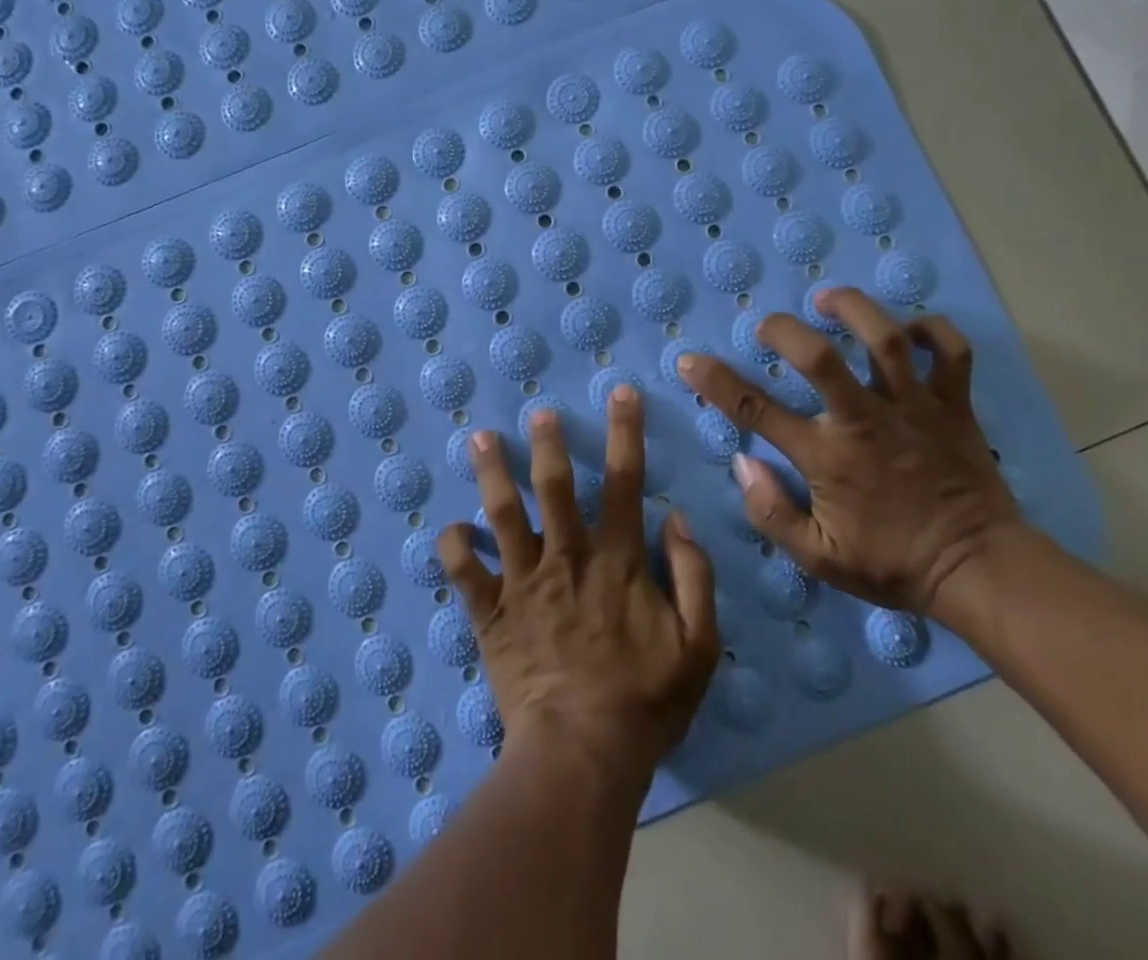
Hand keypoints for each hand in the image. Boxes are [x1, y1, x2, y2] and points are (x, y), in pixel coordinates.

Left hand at [437, 388, 720, 772]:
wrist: (581, 755)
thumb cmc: (644, 703)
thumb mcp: (698, 645)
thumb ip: (693, 576)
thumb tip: (675, 519)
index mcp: (616, 559)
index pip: (624, 481)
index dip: (625, 432)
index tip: (620, 393)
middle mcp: (566, 556)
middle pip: (553, 486)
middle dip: (548, 443)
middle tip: (539, 412)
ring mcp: (523, 582)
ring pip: (502, 513)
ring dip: (491, 473)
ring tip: (480, 438)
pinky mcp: (490, 613)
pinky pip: (464, 573)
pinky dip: (453, 546)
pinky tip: (449, 527)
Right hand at [676, 288, 1018, 614]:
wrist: (980, 571)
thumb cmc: (893, 564)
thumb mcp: (819, 559)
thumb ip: (771, 513)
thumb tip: (742, 461)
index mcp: (827, 457)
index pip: (757, 410)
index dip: (716, 382)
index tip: (690, 361)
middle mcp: (865, 421)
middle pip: (820, 357)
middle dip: (785, 330)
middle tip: (768, 326)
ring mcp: (914, 408)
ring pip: (885, 340)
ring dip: (853, 309)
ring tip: (829, 299)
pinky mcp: (955, 405)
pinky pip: (950, 352)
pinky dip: (932, 330)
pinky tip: (908, 328)